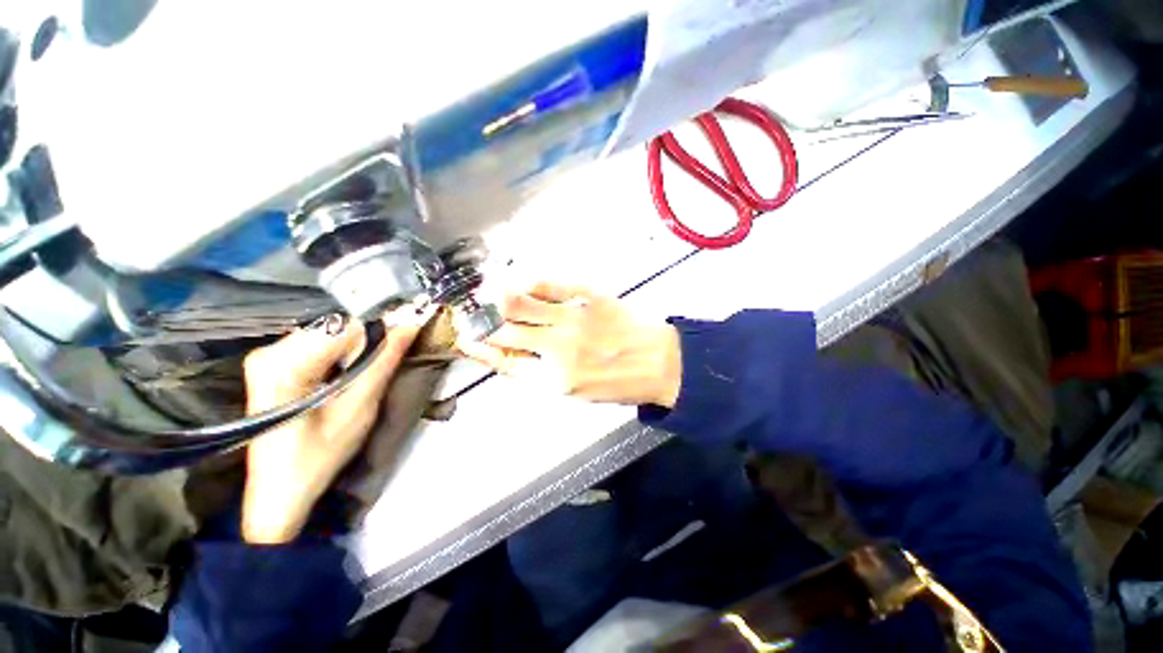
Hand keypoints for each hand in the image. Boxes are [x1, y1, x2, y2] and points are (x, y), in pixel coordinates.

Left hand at [240, 311, 425, 543]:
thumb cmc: (318, 457)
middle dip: (371, 339)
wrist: (279, 490)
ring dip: (359, 347)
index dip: (384, 328)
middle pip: (338, 327)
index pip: (347, 326)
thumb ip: (383, 363)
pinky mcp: (273, 363)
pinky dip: (344, 352)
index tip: (413, 330)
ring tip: (371, 371)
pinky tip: (350, 372)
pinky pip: (321, 343)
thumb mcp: (359, 409)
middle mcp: (270, 351)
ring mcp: (267, 355)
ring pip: (332, 333)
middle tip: (393, 358)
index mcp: (285, 365)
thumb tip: (410, 326)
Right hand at [460, 282, 681, 407]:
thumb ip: (540, 374)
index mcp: (553, 379)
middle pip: (503, 330)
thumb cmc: (618, 384)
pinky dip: (526, 282)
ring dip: (494, 298)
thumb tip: (510, 355)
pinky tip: (518, 282)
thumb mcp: (575, 392)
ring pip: (518, 302)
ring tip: (486, 294)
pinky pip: (548, 284)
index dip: (478, 348)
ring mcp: (571, 318)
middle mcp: (556, 348)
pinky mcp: (588, 296)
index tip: (465, 338)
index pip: (503, 361)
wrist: (661, 362)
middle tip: (470, 314)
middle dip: (479, 322)